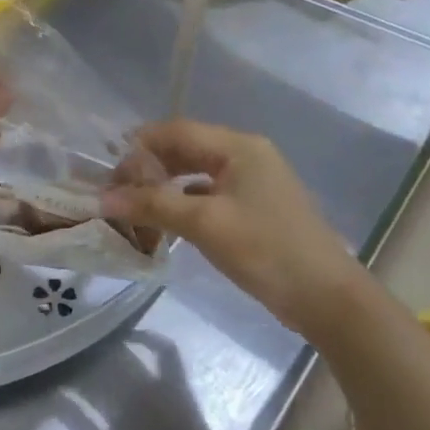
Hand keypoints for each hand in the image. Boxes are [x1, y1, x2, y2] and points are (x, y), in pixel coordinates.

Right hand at [102, 119, 364, 333]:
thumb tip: (102, 199)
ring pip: (194, 173)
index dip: (138, 147)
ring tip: (135, 209)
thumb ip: (152, 205)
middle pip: (184, 149)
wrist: (327, 298)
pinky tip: (165, 223)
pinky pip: (208, 193)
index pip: (175, 131)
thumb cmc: (266, 250)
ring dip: (163, 187)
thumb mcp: (204, 224)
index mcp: (238, 147)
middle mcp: (245, 155)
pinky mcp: (254, 207)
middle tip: (117, 194)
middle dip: (148, 168)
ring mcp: (252, 182)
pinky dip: (182, 203)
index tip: (109, 173)